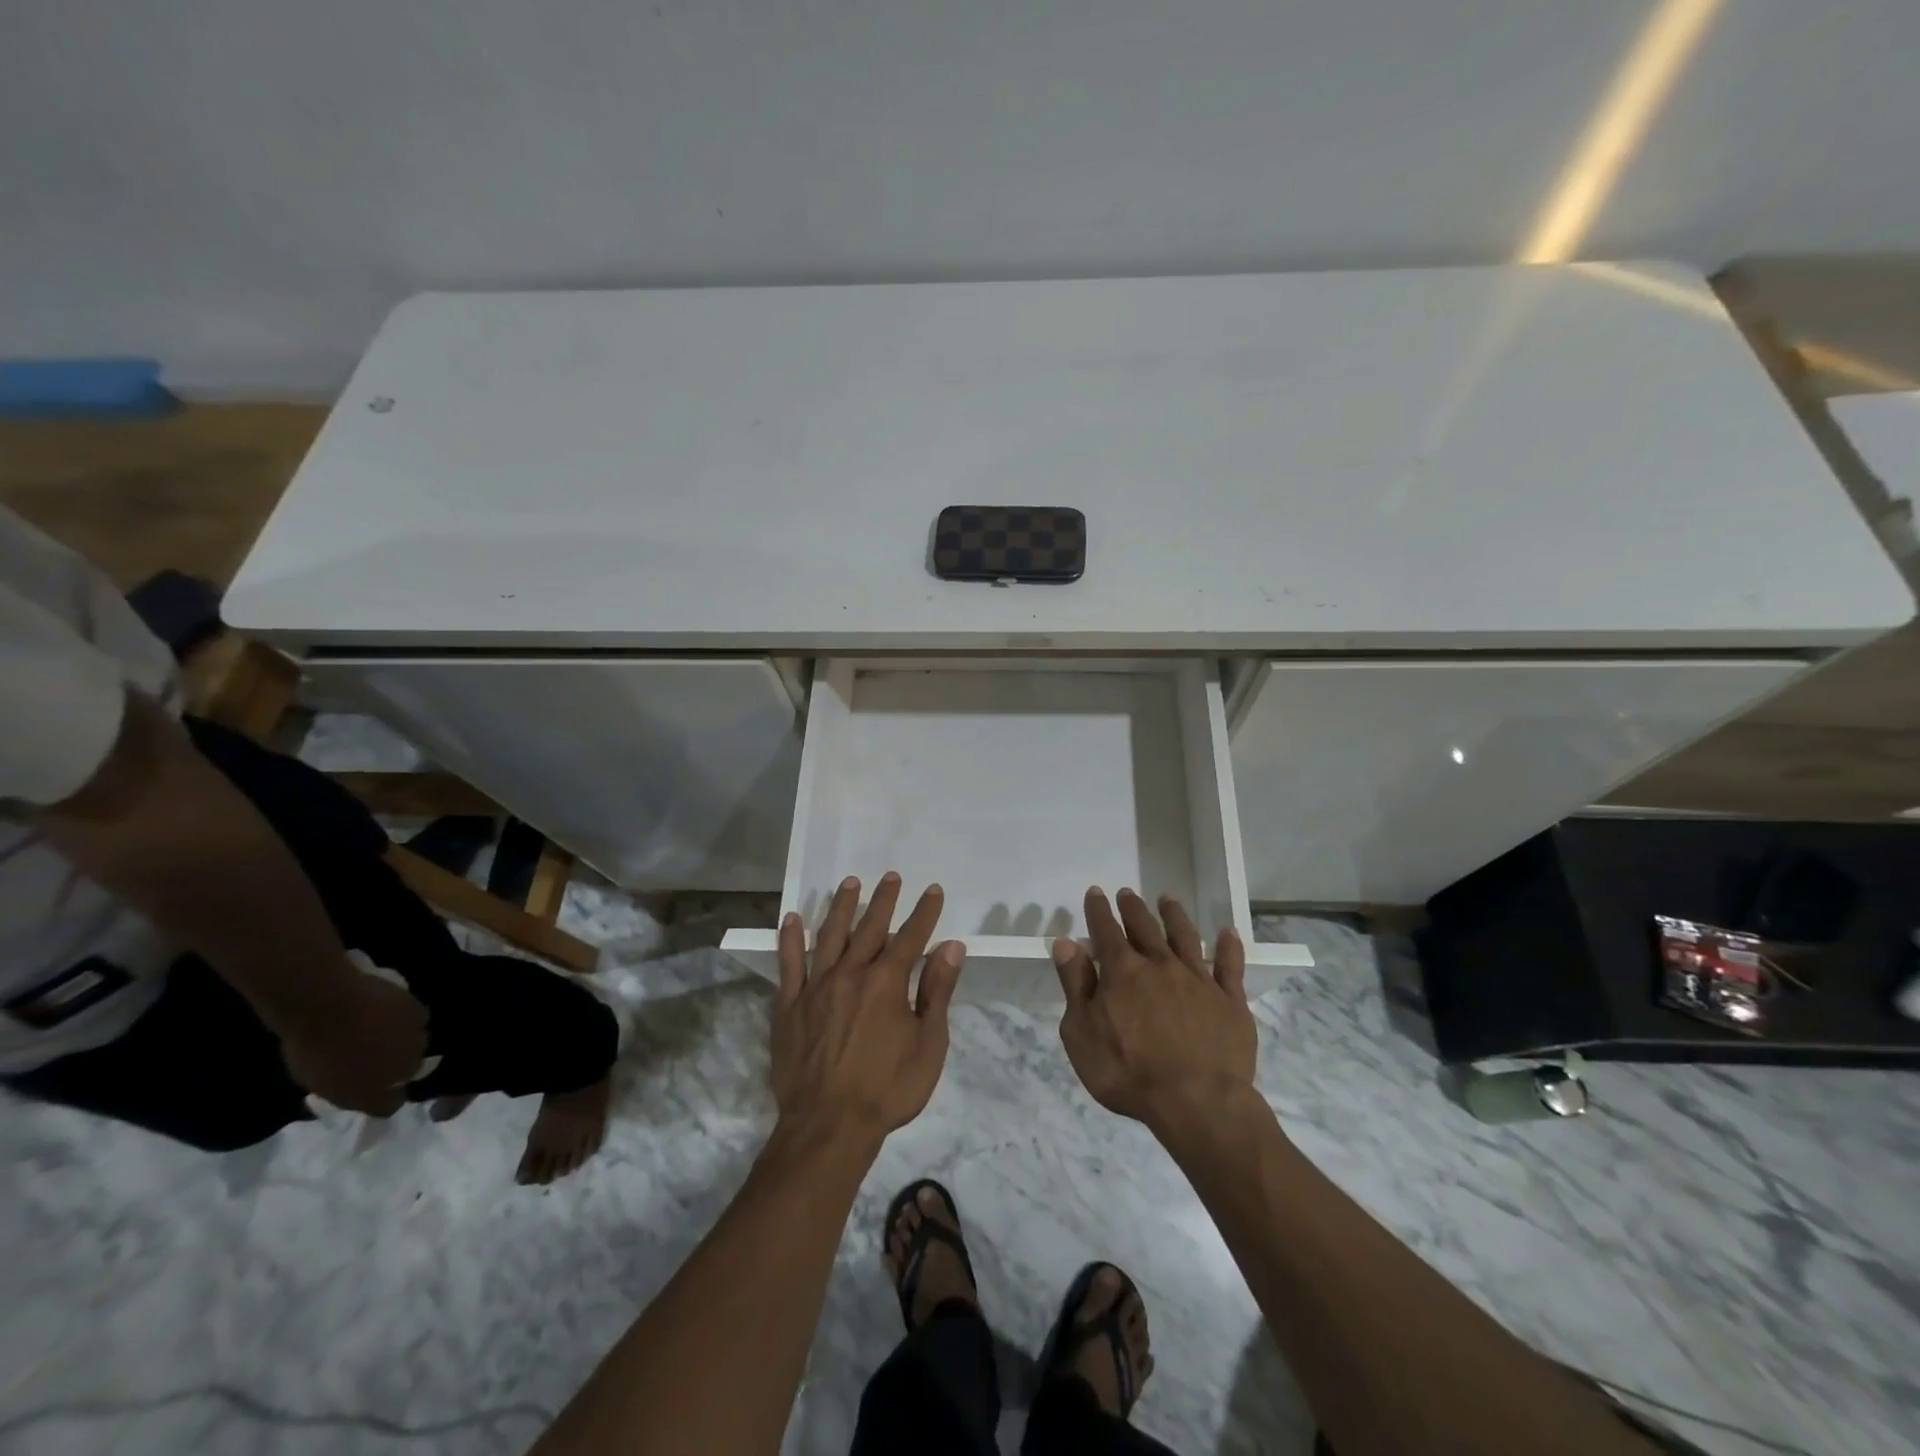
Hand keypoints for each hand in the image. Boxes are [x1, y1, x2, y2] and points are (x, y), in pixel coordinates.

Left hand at [279, 959, 429, 1115]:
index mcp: (373, 1094)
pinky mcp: (421, 1015)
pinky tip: (389, 1012)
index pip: (390, 1105)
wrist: (328, 1006)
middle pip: (409, 1072)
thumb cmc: (310, 1050)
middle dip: (397, 1066)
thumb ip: (344, 1087)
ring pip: (416, 1045)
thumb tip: (356, 1086)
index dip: (384, 1096)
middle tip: (377, 1055)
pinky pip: (418, 1020)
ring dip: (403, 1042)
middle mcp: (403, 1071)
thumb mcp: (317, 1081)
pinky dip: (406, 1019)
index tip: (373, 1086)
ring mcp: (416, 1042)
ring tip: (384, 1031)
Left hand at [771, 873, 965, 1148]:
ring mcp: (816, 987)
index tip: (933, 891)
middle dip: (883, 900)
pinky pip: (788, 964)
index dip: (924, 913)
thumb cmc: (887, 1089)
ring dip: (841, 907)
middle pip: (869, 928)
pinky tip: (792, 918)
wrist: (829, 1126)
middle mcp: (850, 973)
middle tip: (891, 876)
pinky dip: (790, 939)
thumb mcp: (928, 1045)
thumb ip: (937, 992)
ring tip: (850, 883)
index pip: (910, 937)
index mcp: (886, 982)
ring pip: (829, 935)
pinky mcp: (790, 1005)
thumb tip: (952, 947)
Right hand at [1053, 888, 1257, 1132]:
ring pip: (1185, 937)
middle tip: (1128, 893)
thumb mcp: (1081, 1034)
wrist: (1196, 1102)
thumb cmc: (1127, 1072)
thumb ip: (1075, 986)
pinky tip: (1227, 933)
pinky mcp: (1230, 1001)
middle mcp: (1160, 965)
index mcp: (1122, 971)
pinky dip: (1228, 947)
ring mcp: (1198, 980)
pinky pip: (1230, 966)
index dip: (1098, 910)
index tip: (1095, 893)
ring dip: (1175, 916)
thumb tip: (1066, 944)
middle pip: (1145, 927)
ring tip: (1168, 900)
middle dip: (1133, 908)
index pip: (1106, 930)